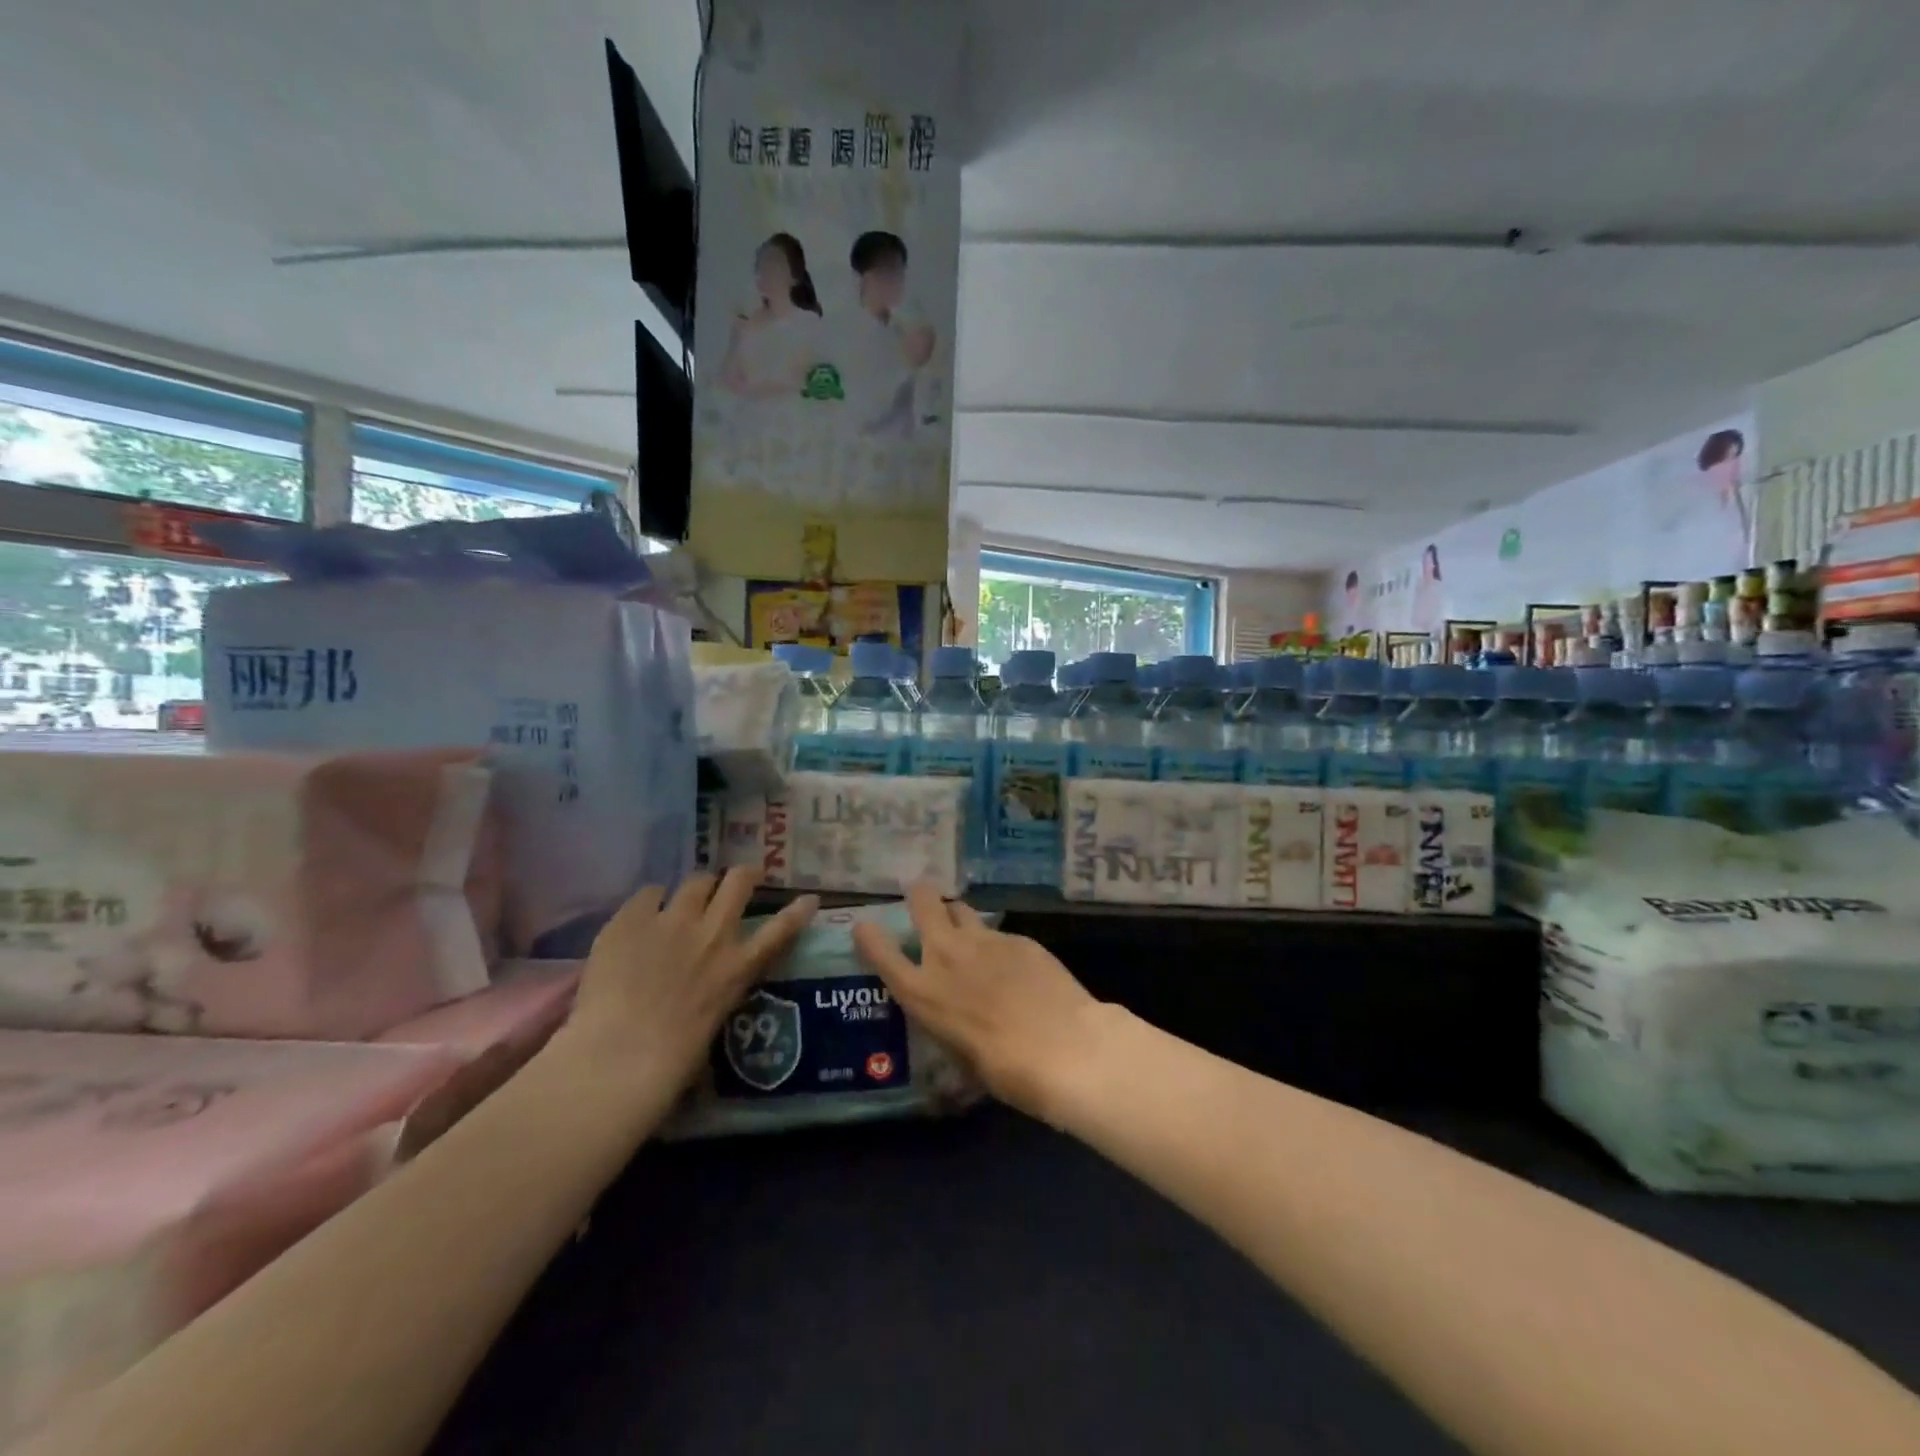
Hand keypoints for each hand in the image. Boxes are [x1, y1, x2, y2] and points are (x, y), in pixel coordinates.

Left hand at [560, 870, 817, 1098]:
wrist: (619, 1057)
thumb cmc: (672, 1062)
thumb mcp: (715, 1024)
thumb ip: (718, 992)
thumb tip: (711, 986)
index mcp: (738, 967)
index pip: (782, 929)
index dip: (798, 910)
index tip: (809, 898)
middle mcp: (713, 933)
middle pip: (739, 882)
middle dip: (744, 875)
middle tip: (742, 878)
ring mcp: (673, 920)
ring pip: (696, 880)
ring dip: (697, 888)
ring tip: (687, 897)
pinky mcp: (633, 918)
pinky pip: (649, 893)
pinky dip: (651, 902)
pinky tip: (642, 916)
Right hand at [852, 883, 1102, 1120]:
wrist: (1063, 1048)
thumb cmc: (1005, 1070)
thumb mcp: (960, 1056)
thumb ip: (949, 1024)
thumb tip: (956, 1018)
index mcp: (922, 992)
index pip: (880, 952)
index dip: (869, 936)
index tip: (865, 926)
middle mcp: (946, 956)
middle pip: (923, 902)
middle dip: (920, 895)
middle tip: (921, 895)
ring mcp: (984, 940)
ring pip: (962, 910)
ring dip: (958, 917)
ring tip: (967, 930)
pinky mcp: (1018, 938)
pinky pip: (998, 933)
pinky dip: (997, 945)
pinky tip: (1015, 966)